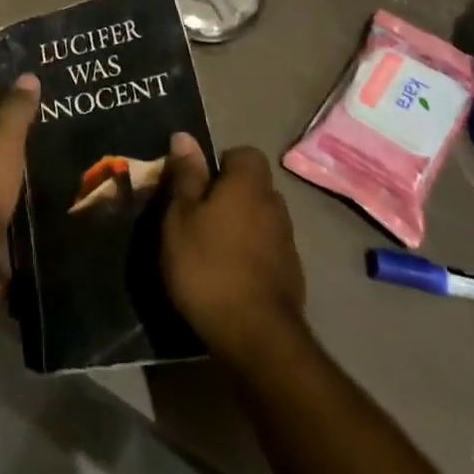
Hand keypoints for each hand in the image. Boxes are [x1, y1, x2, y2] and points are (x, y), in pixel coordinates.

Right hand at [161, 138, 309, 366]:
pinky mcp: (292, 275)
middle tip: (198, 216)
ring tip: (212, 248)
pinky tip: (230, 275)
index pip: (244, 153)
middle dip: (230, 194)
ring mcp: (288, 242)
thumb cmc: (207, 266)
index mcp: (248, 184)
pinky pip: (268, 248)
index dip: (221, 162)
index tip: (198, 184)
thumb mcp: (181, 216)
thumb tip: (185, 136)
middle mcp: (275, 205)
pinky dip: (251, 253)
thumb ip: (186, 176)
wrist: (255, 337)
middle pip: (253, 186)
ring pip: (261, 218)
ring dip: (241, 225)